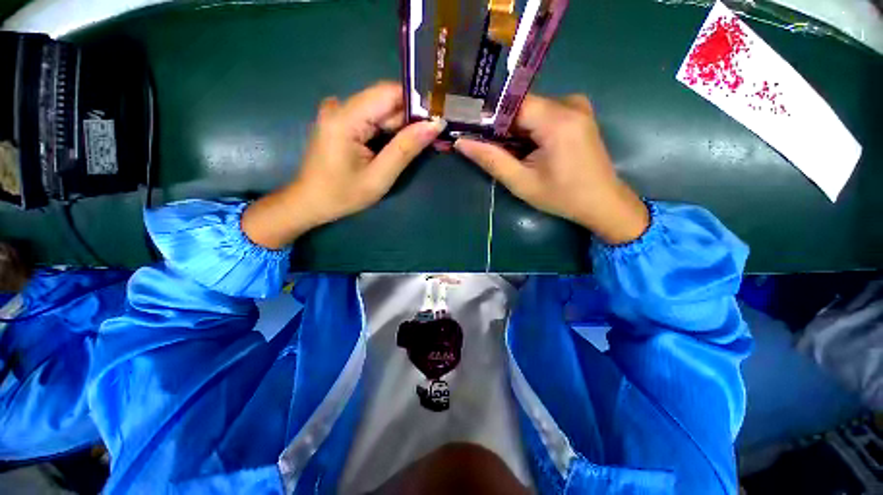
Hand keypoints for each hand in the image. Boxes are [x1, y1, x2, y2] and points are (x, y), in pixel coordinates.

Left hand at [242, 82, 445, 248]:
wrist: (310, 202)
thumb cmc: (343, 195)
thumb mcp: (379, 177)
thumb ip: (405, 149)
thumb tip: (434, 125)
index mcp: (346, 117)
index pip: (389, 93)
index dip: (417, 102)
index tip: (437, 117)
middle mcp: (340, 106)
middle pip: (385, 101)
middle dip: (411, 119)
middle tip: (433, 137)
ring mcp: (338, 112)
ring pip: (380, 110)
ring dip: (401, 126)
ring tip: (420, 143)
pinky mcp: (340, 121)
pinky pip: (371, 118)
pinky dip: (387, 130)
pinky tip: (397, 146)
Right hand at [454, 94, 648, 244]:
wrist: (602, 202)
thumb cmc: (562, 196)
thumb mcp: (521, 182)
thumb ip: (491, 160)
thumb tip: (461, 142)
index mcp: (558, 120)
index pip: (512, 104)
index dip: (488, 117)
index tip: (471, 132)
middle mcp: (570, 104)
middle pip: (521, 106)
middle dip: (501, 127)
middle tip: (487, 148)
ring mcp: (577, 106)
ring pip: (531, 110)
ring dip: (515, 130)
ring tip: (509, 154)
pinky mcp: (578, 114)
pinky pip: (544, 114)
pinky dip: (530, 129)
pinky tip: (527, 149)